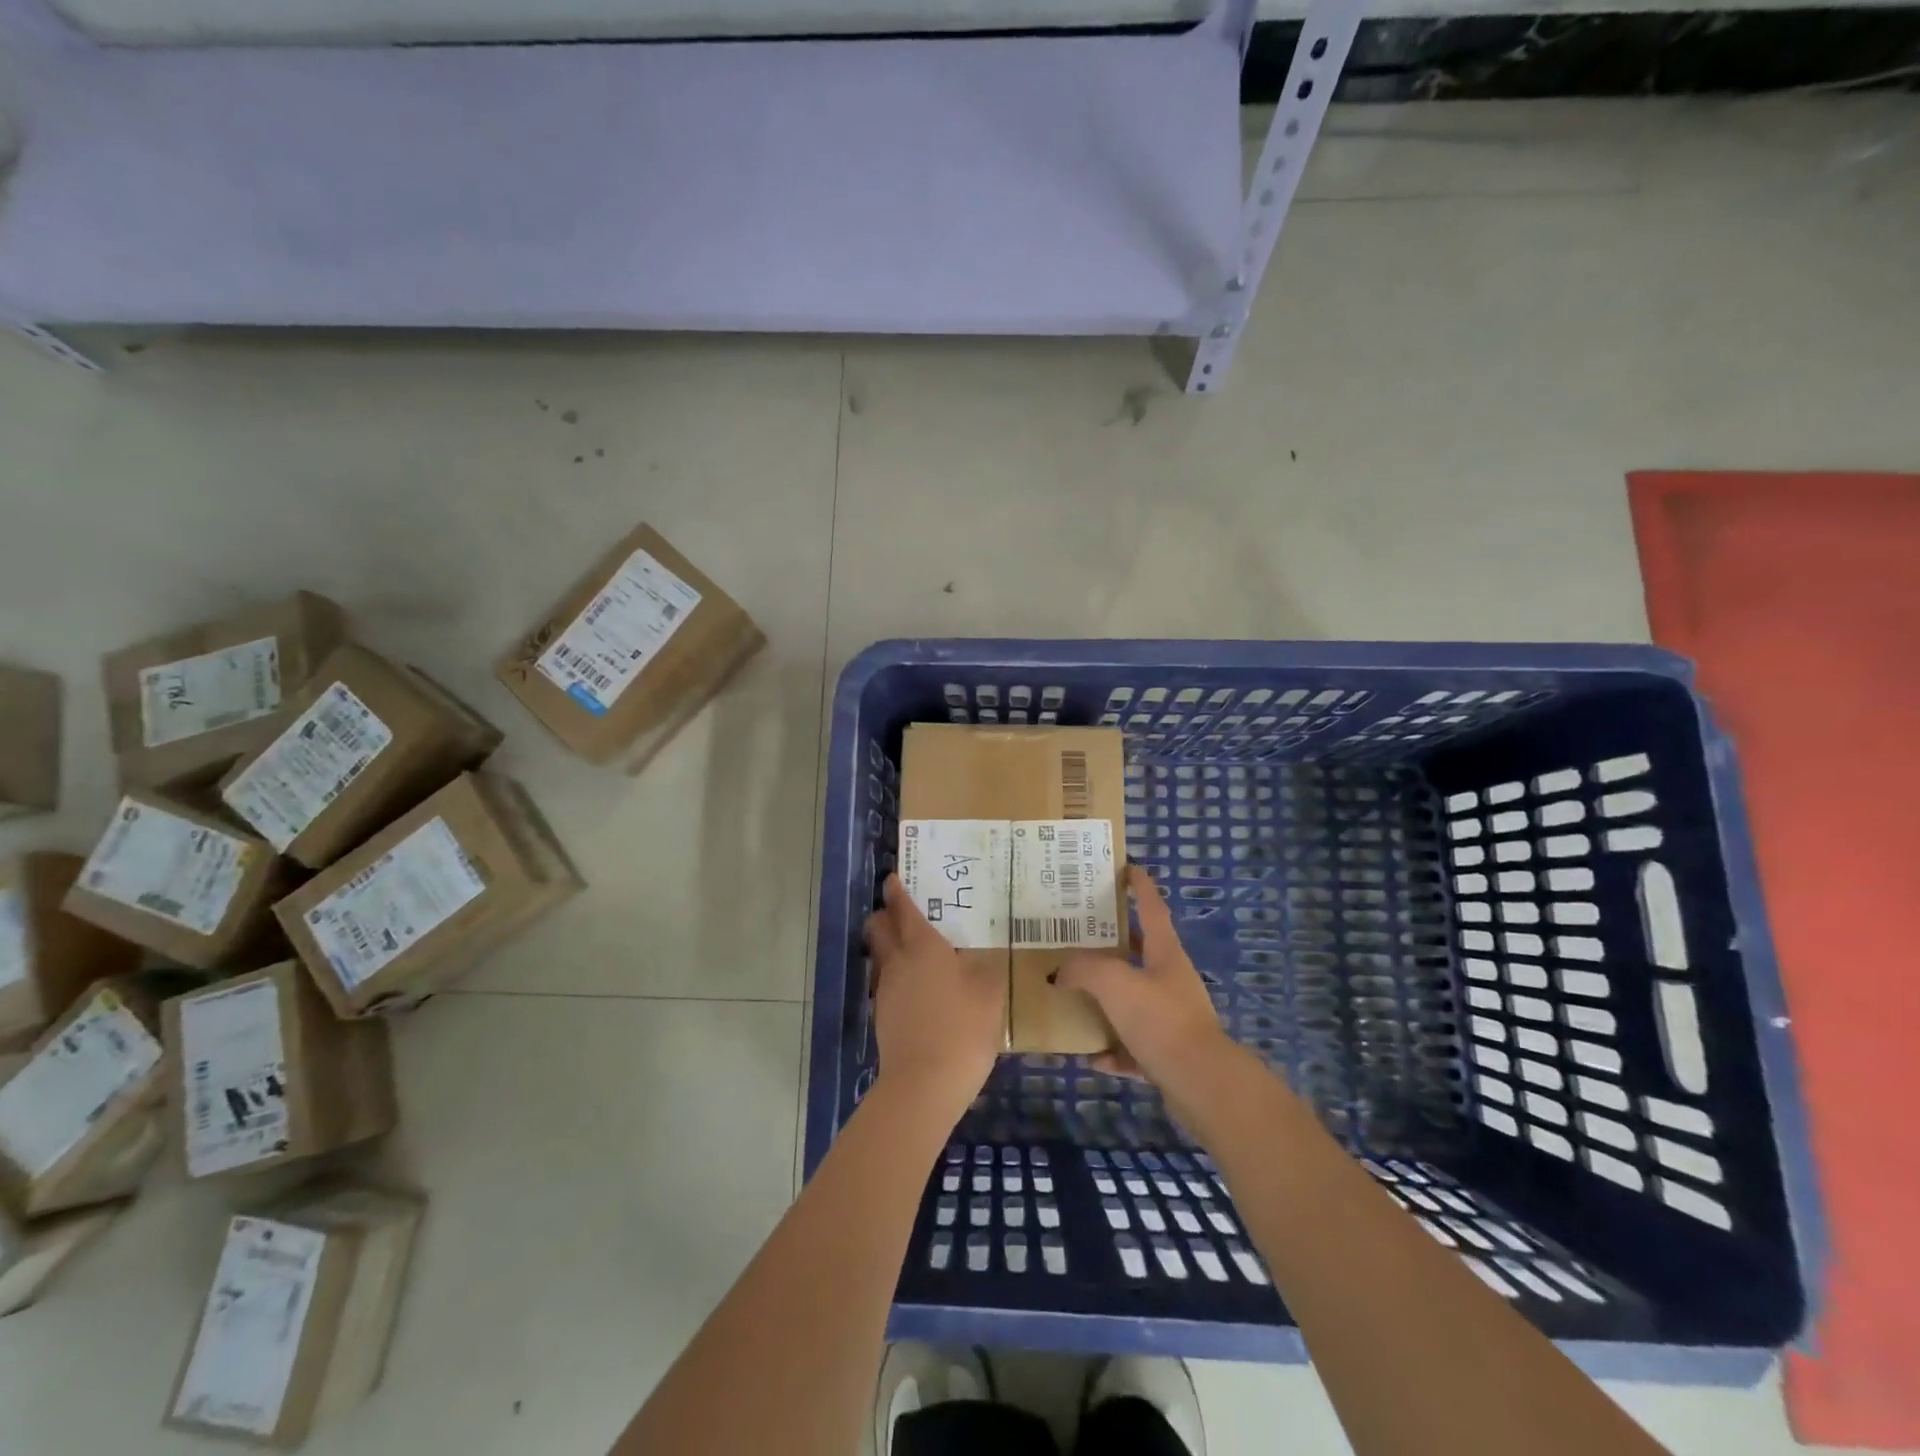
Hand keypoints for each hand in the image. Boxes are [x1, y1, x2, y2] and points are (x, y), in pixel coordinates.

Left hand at [864, 874, 1004, 1122]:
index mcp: (923, 946)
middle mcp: (898, 961)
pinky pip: (888, 983)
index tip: (893, 878)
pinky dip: (898, 976)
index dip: (897, 891)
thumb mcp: (989, 993)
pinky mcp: (882, 1016)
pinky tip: (921, 990)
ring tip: (918, 952)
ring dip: (891, 947)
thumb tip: (979, 960)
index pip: (903, 908)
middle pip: (878, 928)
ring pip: (881, 956)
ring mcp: (886, 990)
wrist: (924, 1084)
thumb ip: (985, 969)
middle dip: (884, 915)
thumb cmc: (963, 1028)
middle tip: (902, 912)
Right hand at [1055, 864, 1234, 1103]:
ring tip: (1076, 996)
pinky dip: (1114, 1050)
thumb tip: (1059, 971)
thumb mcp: (1114, 984)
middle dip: (1114, 943)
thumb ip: (1083, 969)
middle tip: (1080, 934)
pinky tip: (1092, 1056)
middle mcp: (1171, 981)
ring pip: (1134, 1001)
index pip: (1152, 908)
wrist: (1202, 1085)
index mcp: (1166, 954)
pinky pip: (1133, 1047)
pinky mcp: (1168, 1055)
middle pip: (1141, 953)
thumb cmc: (1161, 1020)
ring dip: (1108, 1000)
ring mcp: (1172, 1018)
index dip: (1140, 887)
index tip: (1128, 868)